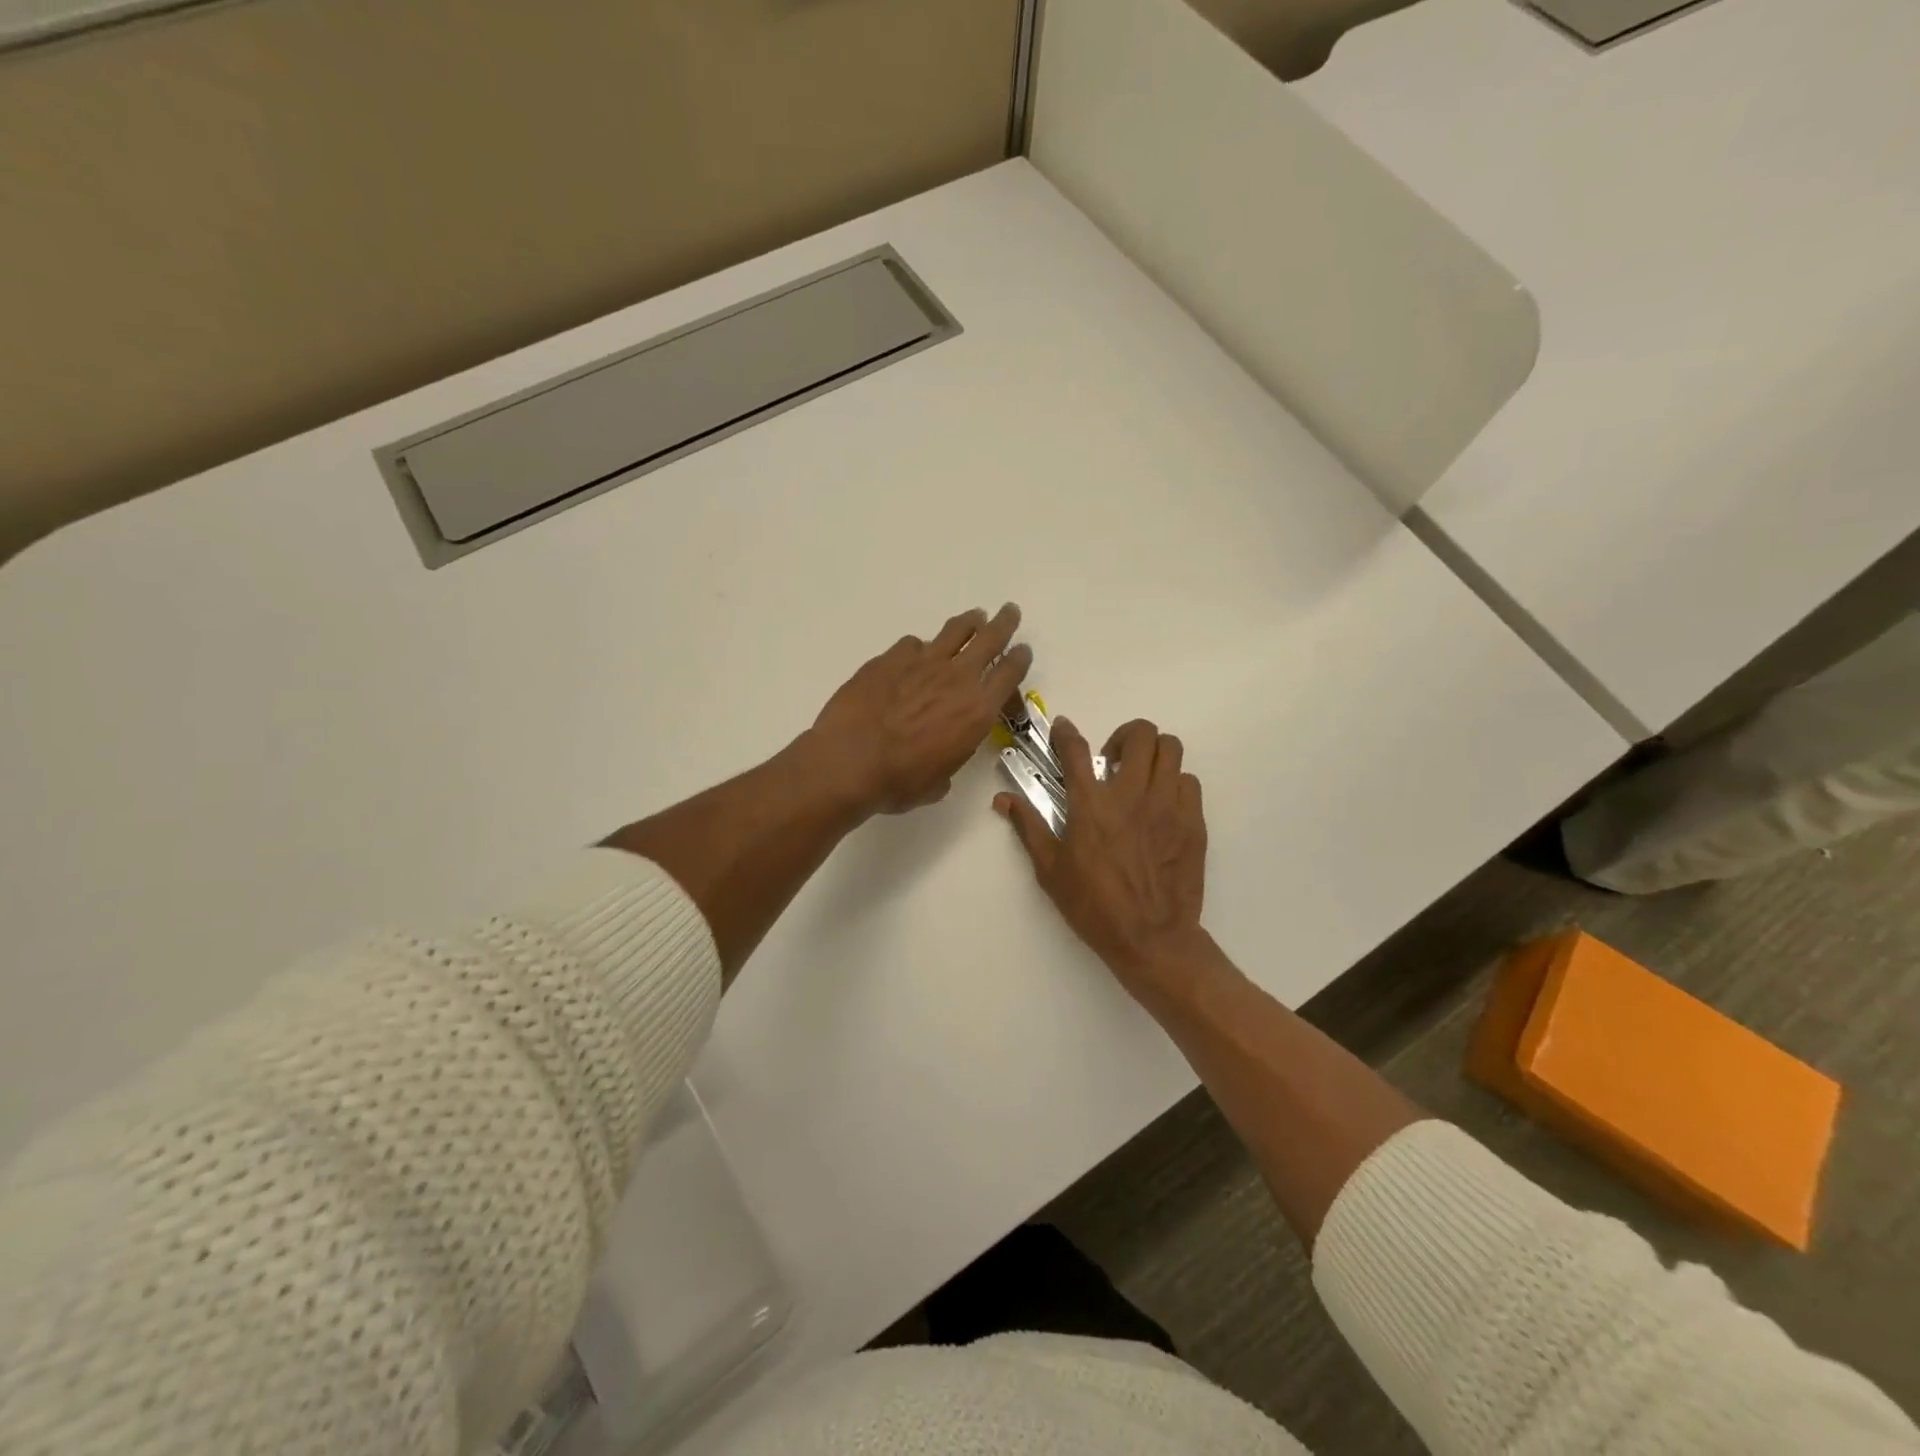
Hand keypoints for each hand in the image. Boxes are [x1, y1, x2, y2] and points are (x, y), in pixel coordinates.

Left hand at [808, 604, 1032, 815]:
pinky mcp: (889, 658)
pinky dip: (920, 648)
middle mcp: (956, 679)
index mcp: (977, 710)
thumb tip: (941, 751)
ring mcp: (922, 663)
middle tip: (1009, 612)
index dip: (1020, 659)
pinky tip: (914, 654)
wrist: (849, 762)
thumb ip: (950, 756)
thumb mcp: (940, 780)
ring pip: (954, 632)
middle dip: (1003, 623)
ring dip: (968, 623)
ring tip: (974, 617)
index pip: (1010, 673)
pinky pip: (913, 644)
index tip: (1023, 650)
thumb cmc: (899, 782)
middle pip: (989, 639)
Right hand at [995, 716, 1211, 1004]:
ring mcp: (1168, 805)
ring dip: (1154, 755)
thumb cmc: (1094, 906)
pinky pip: (1189, 782)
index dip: (1065, 732)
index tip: (1063, 728)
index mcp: (1091, 805)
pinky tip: (1162, 805)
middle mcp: (1131, 794)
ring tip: (1142, 777)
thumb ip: (1029, 827)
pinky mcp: (1193, 822)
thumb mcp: (1050, 870)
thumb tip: (1003, 801)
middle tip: (1114, 760)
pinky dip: (1175, 784)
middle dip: (1125, 737)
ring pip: (1172, 749)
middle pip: (1141, 734)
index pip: (1075, 750)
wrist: (1151, 938)